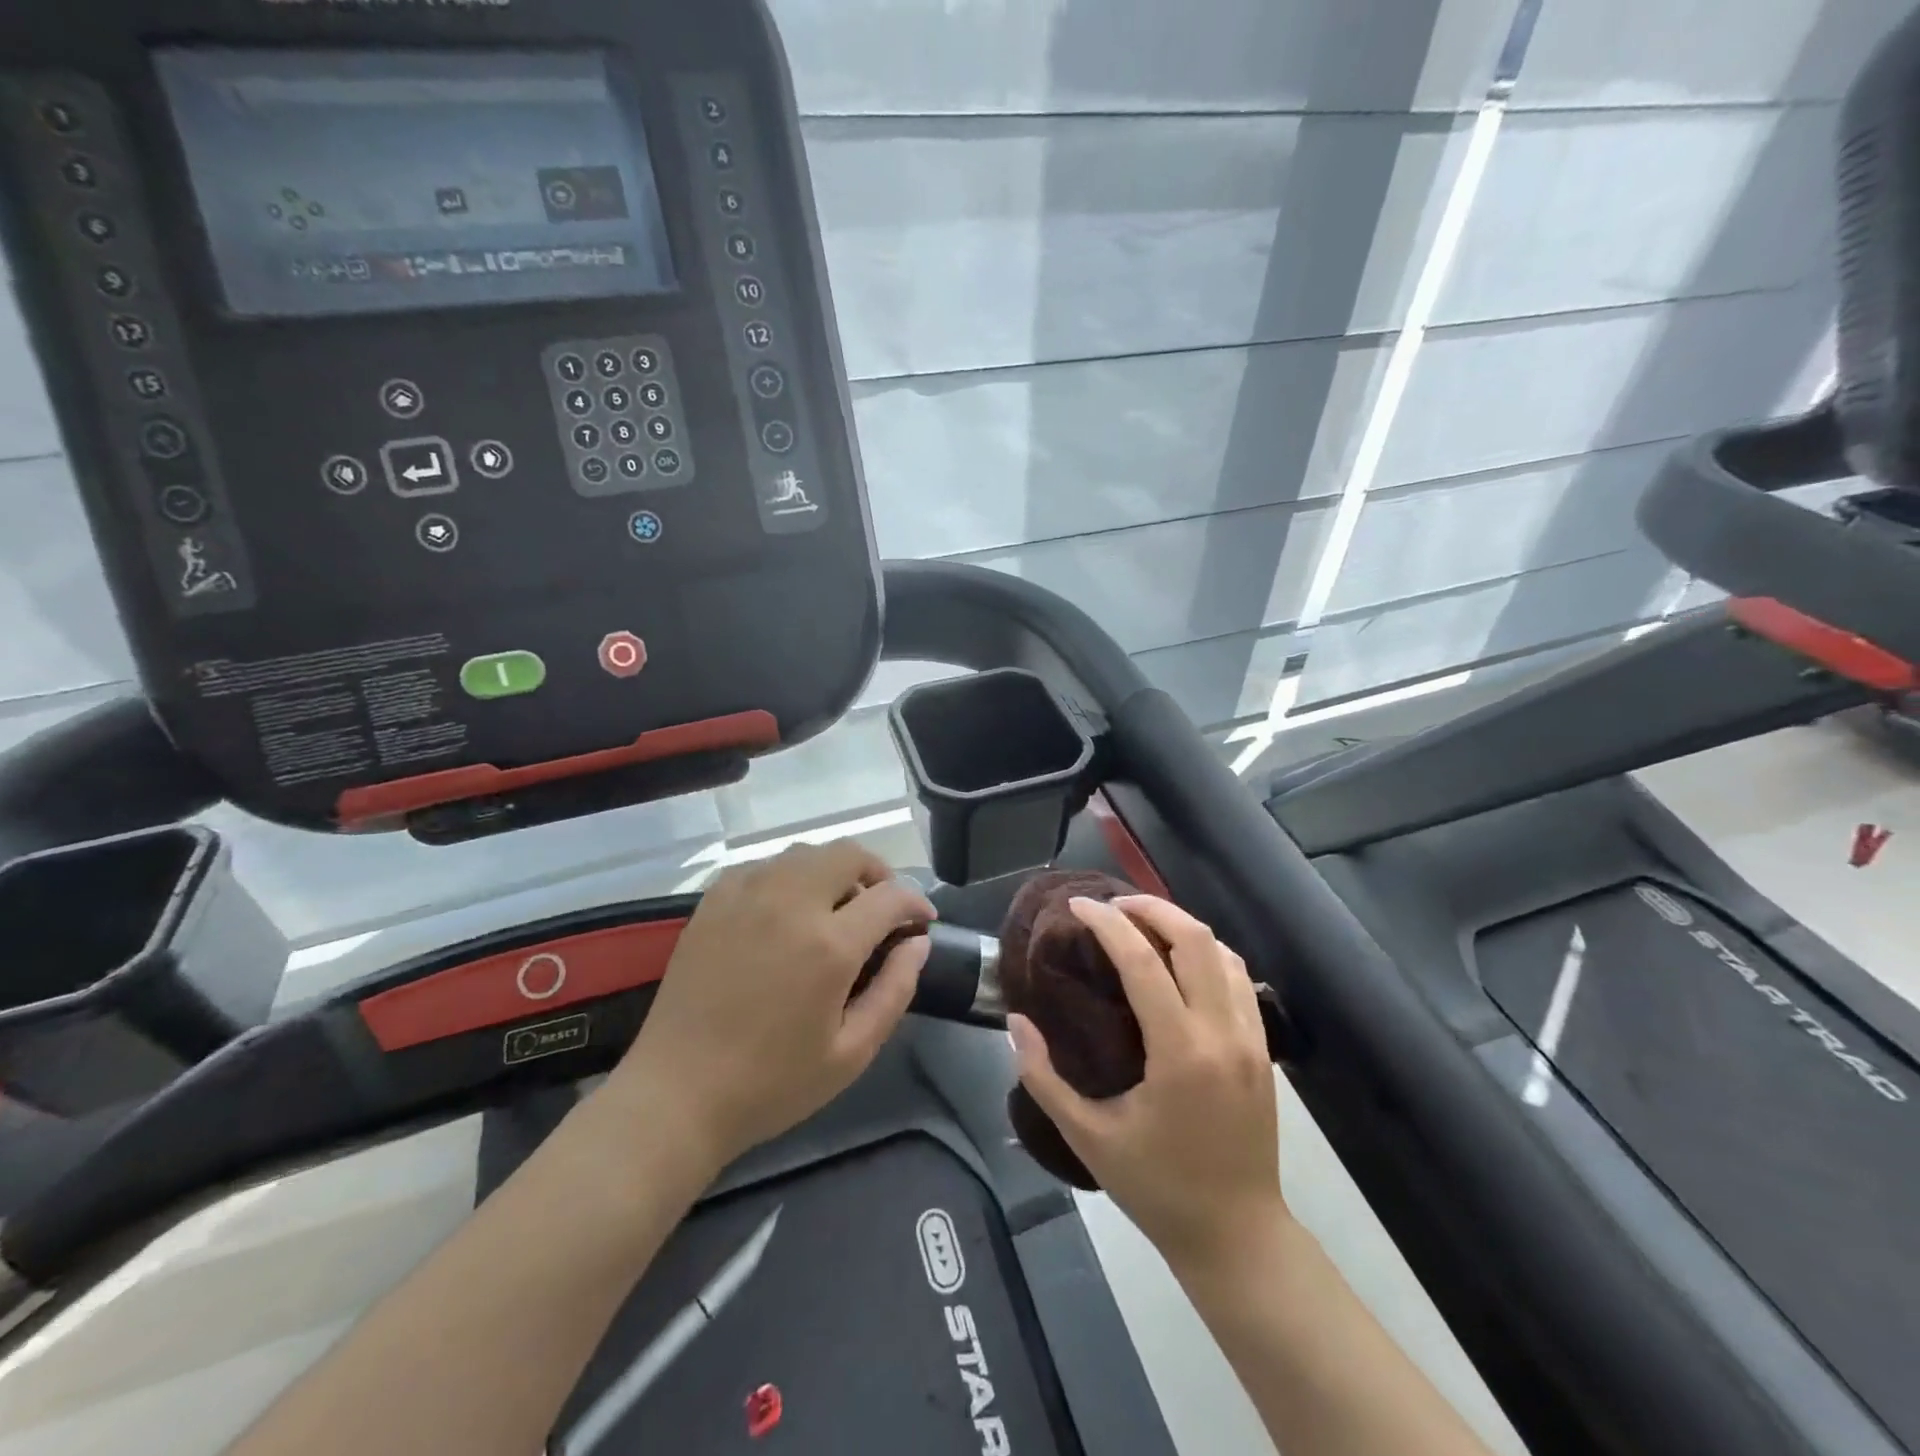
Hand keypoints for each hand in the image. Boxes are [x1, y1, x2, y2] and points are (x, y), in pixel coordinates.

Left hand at [608, 842, 934, 1173]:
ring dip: (834, 871)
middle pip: (849, 854)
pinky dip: (790, 876)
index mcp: (829, 945)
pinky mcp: (714, 900)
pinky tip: (786, 912)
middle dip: (878, 873)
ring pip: (806, 852)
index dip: (916, 903)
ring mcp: (747, 895)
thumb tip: (918, 944)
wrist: (676, 1095)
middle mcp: (790, 903)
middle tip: (882, 908)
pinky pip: (765, 865)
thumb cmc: (771, 1083)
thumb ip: (895, 990)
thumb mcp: (851, 1053)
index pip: (890, 896)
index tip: (922, 921)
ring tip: (836, 910)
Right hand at [1009, 895, 1284, 1272]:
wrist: (1238, 1237)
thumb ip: (1043, 1078)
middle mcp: (1222, 1033)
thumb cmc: (1158, 1188)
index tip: (1078, 906)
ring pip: (1222, 951)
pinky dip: (1207, 953)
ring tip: (1142, 925)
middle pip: (1194, 938)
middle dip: (1151, 907)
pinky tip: (1180, 962)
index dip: (1108, 924)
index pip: (1143, 962)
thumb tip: (1015, 1021)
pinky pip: (1239, 979)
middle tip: (1112, 906)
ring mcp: (1250, 1038)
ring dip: (1181, 926)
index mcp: (1180, 1052)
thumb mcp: (1088, 1138)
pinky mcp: (1263, 1049)